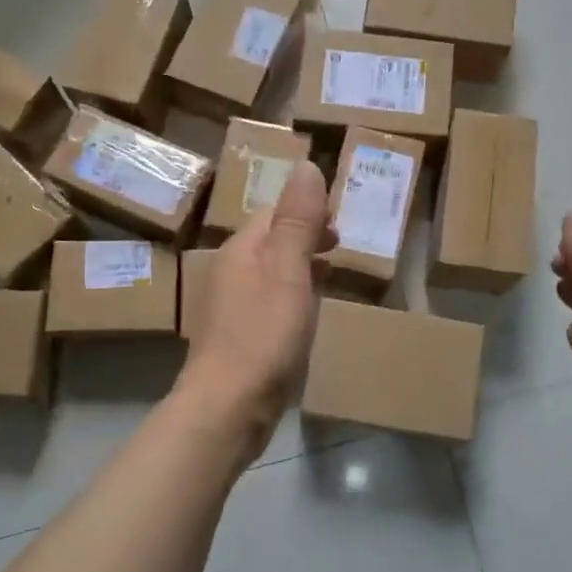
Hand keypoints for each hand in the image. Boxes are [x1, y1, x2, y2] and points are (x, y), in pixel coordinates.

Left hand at [178, 161, 330, 460]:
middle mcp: (232, 271)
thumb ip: (298, 221)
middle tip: (343, 242)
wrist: (228, 406)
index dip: (307, 208)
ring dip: (302, 264)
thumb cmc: (263, 335)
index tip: (341, 218)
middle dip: (306, 234)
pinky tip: (310, 309)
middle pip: (272, 239)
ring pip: (273, 270)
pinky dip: (295, 293)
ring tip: (334, 271)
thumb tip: (306, 165)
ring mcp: (234, 306)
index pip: (275, 211)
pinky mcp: (242, 336)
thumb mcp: (288, 272)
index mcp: (241, 249)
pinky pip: (272, 300)